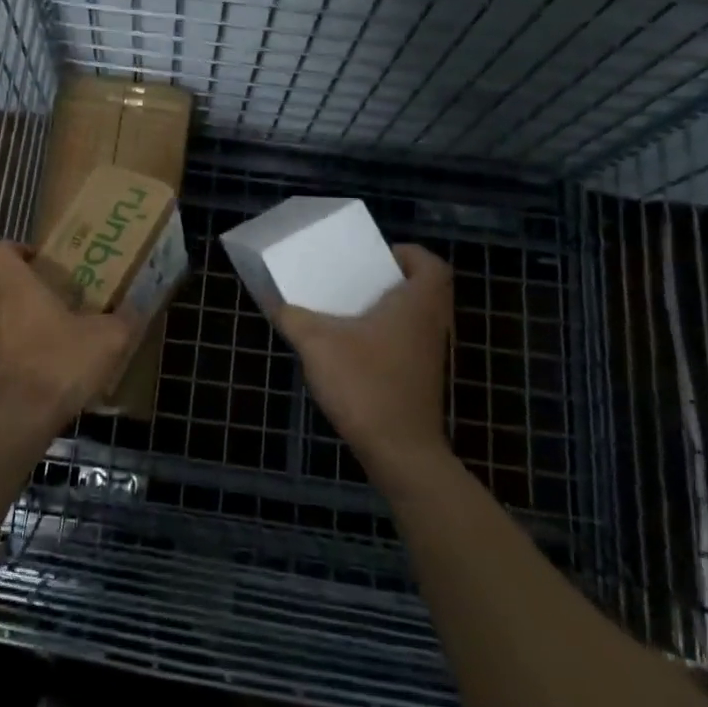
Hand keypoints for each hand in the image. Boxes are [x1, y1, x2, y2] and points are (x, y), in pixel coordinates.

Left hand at [0, 241, 139, 440]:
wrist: (15, 421)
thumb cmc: (59, 366)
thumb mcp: (106, 341)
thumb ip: (124, 321)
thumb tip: (137, 310)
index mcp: (17, 287)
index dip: (14, 247)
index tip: (38, 258)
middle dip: (3, 274)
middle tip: (34, 284)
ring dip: (5, 311)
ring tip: (40, 325)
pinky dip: (5, 344)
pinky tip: (34, 360)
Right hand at [274, 244, 454, 477]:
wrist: (399, 452)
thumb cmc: (365, 384)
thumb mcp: (317, 343)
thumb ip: (293, 317)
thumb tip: (276, 303)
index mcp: (417, 305)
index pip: (431, 265)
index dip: (409, 255)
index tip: (378, 258)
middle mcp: (431, 325)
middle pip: (424, 290)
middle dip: (392, 281)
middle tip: (357, 280)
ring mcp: (429, 357)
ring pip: (415, 319)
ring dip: (388, 311)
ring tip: (347, 311)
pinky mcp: (421, 381)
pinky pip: (406, 344)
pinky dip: (385, 339)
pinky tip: (351, 350)